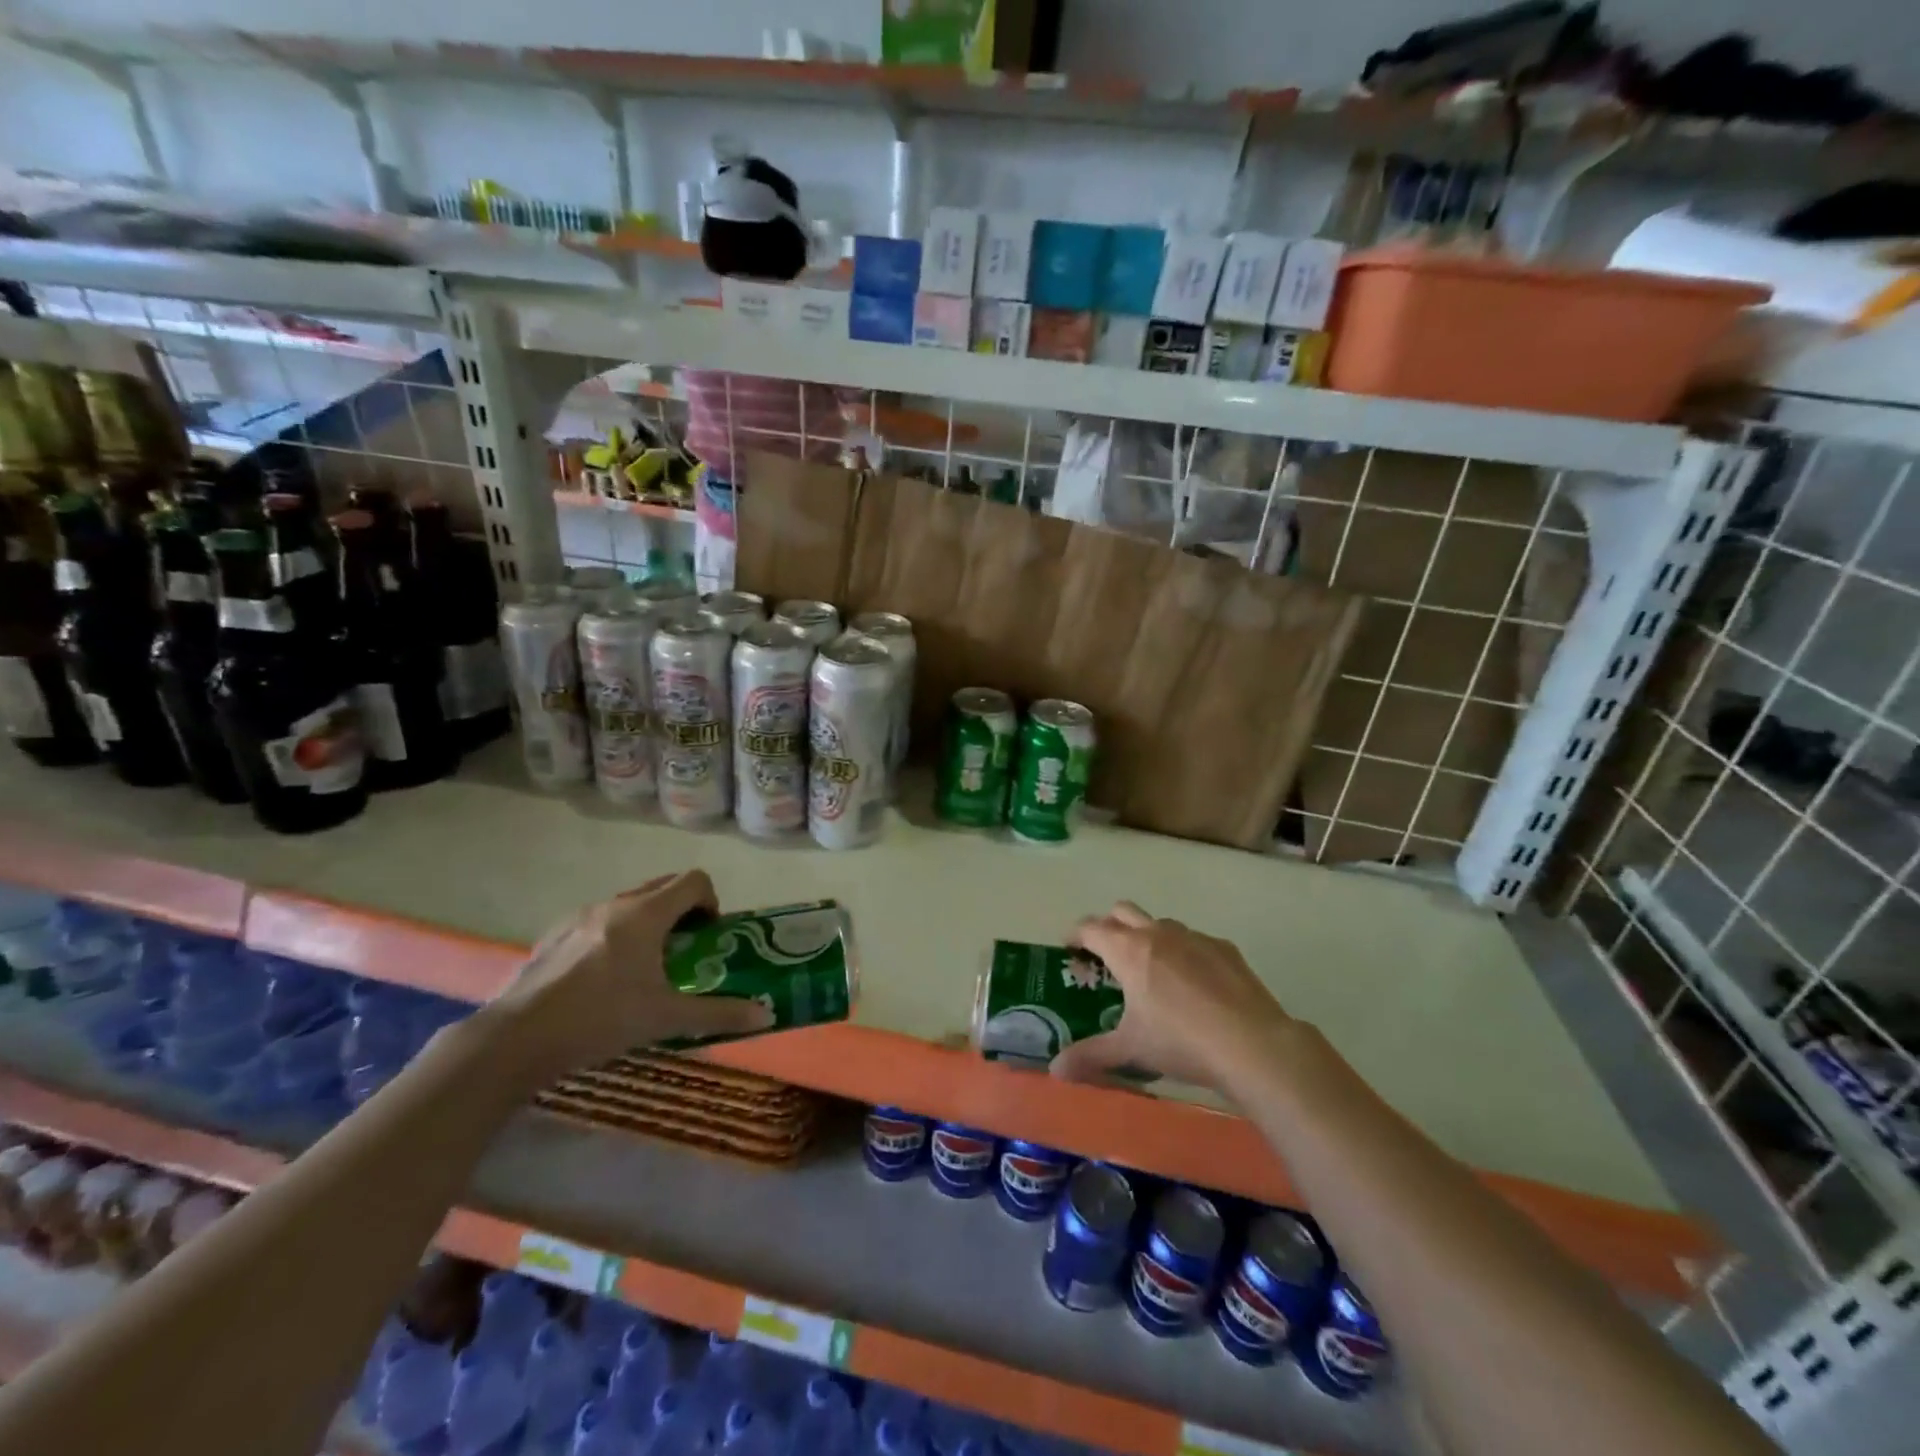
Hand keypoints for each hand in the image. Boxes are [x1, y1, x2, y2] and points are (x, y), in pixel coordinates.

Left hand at [485, 871, 772, 1079]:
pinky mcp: (554, 934)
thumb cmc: (599, 1020)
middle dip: (683, 910)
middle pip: (663, 886)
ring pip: (629, 903)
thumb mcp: (666, 1019)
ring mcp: (579, 916)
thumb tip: (766, 1016)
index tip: (708, 936)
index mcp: (646, 914)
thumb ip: (719, 1013)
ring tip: (644, 968)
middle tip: (685, 950)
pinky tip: (602, 979)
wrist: (515, 1039)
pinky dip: (615, 935)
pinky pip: (599, 920)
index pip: (693, 880)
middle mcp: (615, 903)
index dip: (710, 902)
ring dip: (649, 922)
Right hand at [1051, 901, 1294, 1092]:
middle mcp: (1157, 933)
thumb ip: (1090, 1055)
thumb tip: (1055, 1069)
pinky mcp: (1224, 948)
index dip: (1075, 935)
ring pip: (1160, 923)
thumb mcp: (1131, 1049)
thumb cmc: (1181, 1042)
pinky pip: (1194, 940)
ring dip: (1147, 937)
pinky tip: (1193, 986)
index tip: (1069, 950)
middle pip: (1122, 911)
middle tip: (1106, 957)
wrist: (1252, 1044)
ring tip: (1151, 973)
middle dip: (1109, 926)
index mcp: (1128, 950)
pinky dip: (1183, 953)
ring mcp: (1193, 936)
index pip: (1090, 927)